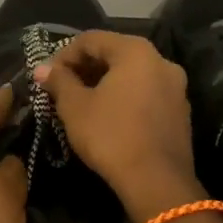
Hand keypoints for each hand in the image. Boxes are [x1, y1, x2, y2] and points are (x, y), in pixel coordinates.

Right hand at [35, 30, 201, 222]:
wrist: (157, 183)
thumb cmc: (110, 136)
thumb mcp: (74, 107)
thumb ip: (59, 81)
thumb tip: (42, 69)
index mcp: (136, 51)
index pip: (91, 39)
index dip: (63, 54)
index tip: (47, 76)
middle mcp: (161, 61)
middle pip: (114, 53)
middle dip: (84, 68)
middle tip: (61, 88)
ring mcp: (175, 87)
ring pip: (131, 74)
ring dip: (103, 83)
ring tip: (81, 102)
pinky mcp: (180, 112)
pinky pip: (146, 93)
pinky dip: (124, 97)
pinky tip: (107, 117)